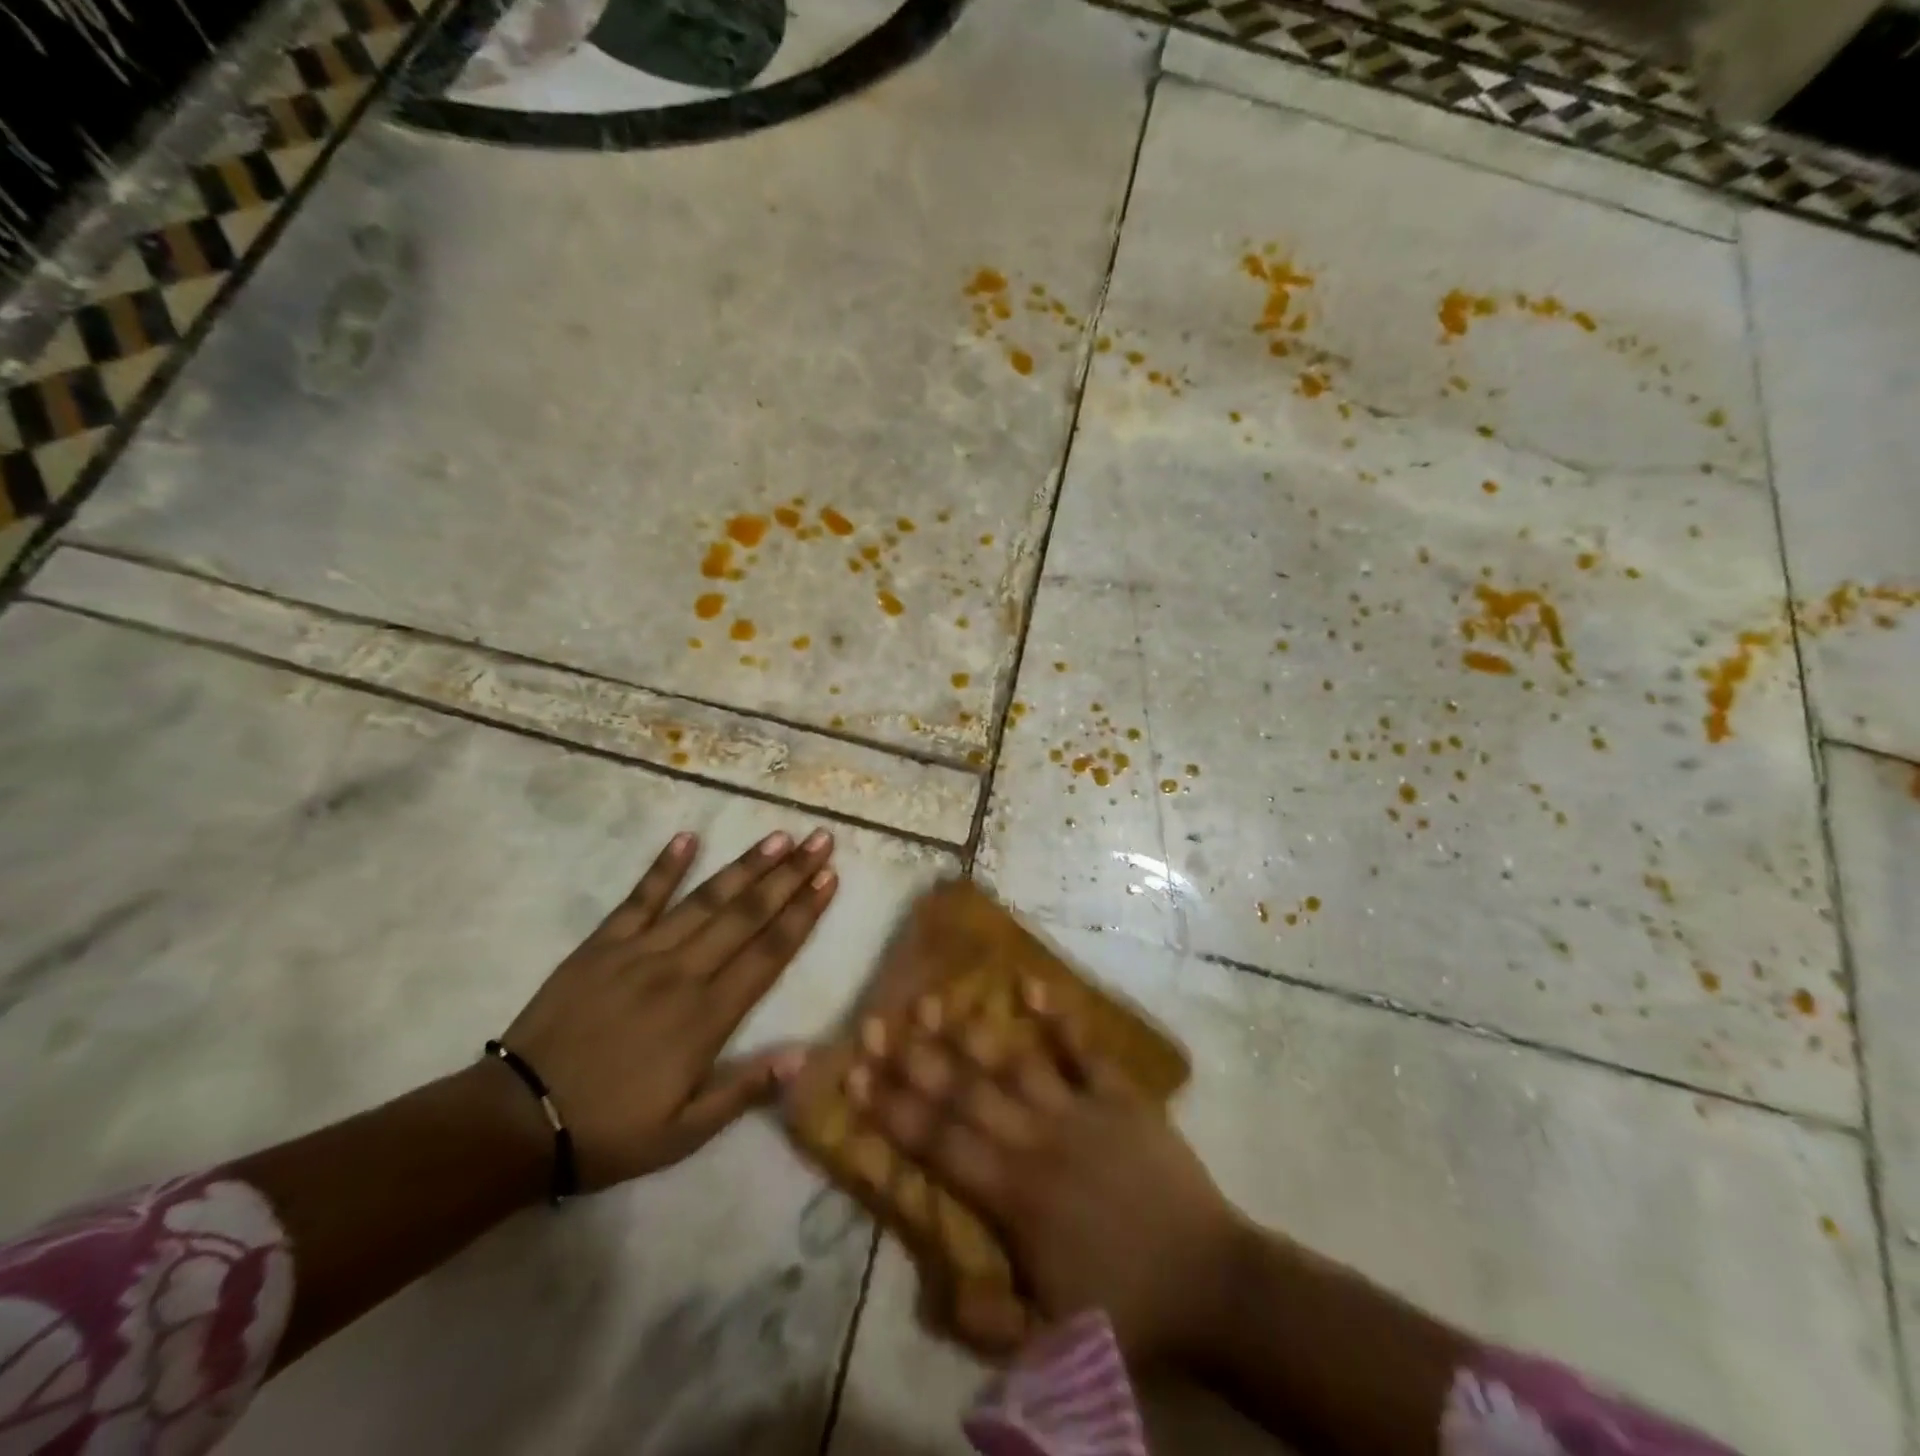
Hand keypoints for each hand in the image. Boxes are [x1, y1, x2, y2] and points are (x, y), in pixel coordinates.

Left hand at [500, 828, 837, 1190]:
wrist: (516, 1122)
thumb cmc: (610, 1130)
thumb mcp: (684, 1133)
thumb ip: (744, 1091)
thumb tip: (804, 1056)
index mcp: (707, 1017)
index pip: (768, 953)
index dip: (802, 913)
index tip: (829, 878)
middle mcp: (682, 973)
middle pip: (746, 915)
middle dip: (788, 876)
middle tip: (819, 840)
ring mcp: (640, 953)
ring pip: (704, 900)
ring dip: (745, 866)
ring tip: (778, 837)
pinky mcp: (601, 945)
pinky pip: (639, 899)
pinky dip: (664, 867)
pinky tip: (687, 838)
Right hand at [849, 984, 1242, 1366]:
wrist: (1214, 1284)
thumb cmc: (1129, 1311)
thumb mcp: (1053, 1347)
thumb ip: (988, 1324)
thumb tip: (933, 1293)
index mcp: (1014, 1195)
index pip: (939, 1144)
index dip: (893, 1110)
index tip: (854, 1073)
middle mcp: (1038, 1140)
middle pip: (965, 1094)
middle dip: (915, 1059)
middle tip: (874, 1022)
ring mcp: (1081, 1111)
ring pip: (1015, 1064)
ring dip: (971, 1032)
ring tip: (933, 998)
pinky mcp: (1121, 1098)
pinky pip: (1086, 1051)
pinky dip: (1059, 1019)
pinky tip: (1031, 984)